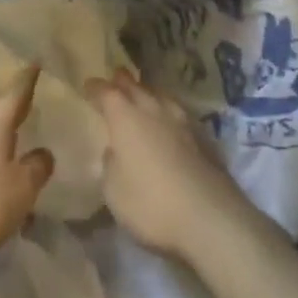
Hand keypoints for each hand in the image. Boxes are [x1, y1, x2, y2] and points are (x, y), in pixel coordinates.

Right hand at [89, 71, 253, 261]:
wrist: (209, 217)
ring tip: (142, 94)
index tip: (88, 86)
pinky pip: (178, 112)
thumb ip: (111, 165)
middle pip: (136, 86)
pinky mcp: (203, 137)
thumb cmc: (151, 204)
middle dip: (122, 81)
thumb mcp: (114, 191)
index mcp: (126, 118)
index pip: (107, 92)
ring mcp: (182, 121)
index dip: (96, 88)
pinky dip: (167, 111)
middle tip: (114, 79)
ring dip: (148, 92)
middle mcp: (154, 110)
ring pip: (160, 95)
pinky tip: (168, 121)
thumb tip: (115, 150)